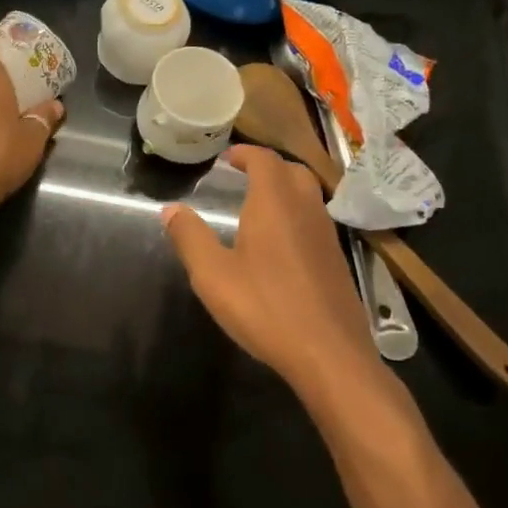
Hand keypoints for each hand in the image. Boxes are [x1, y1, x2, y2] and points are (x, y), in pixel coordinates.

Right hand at [163, 146, 369, 384]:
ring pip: (309, 195)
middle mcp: (305, 209)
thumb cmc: (266, 308)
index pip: (264, 160)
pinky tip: (281, 244)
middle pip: (292, 171)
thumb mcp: (213, 275)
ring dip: (286, 189)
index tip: (228, 158)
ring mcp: (327, 235)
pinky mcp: (336, 260)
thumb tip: (171, 209)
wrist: (329, 353)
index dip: (246, 153)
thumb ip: (190, 238)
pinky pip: (316, 220)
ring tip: (260, 206)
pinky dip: (297, 214)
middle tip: (244, 176)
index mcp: (274, 203)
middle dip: (268, 167)